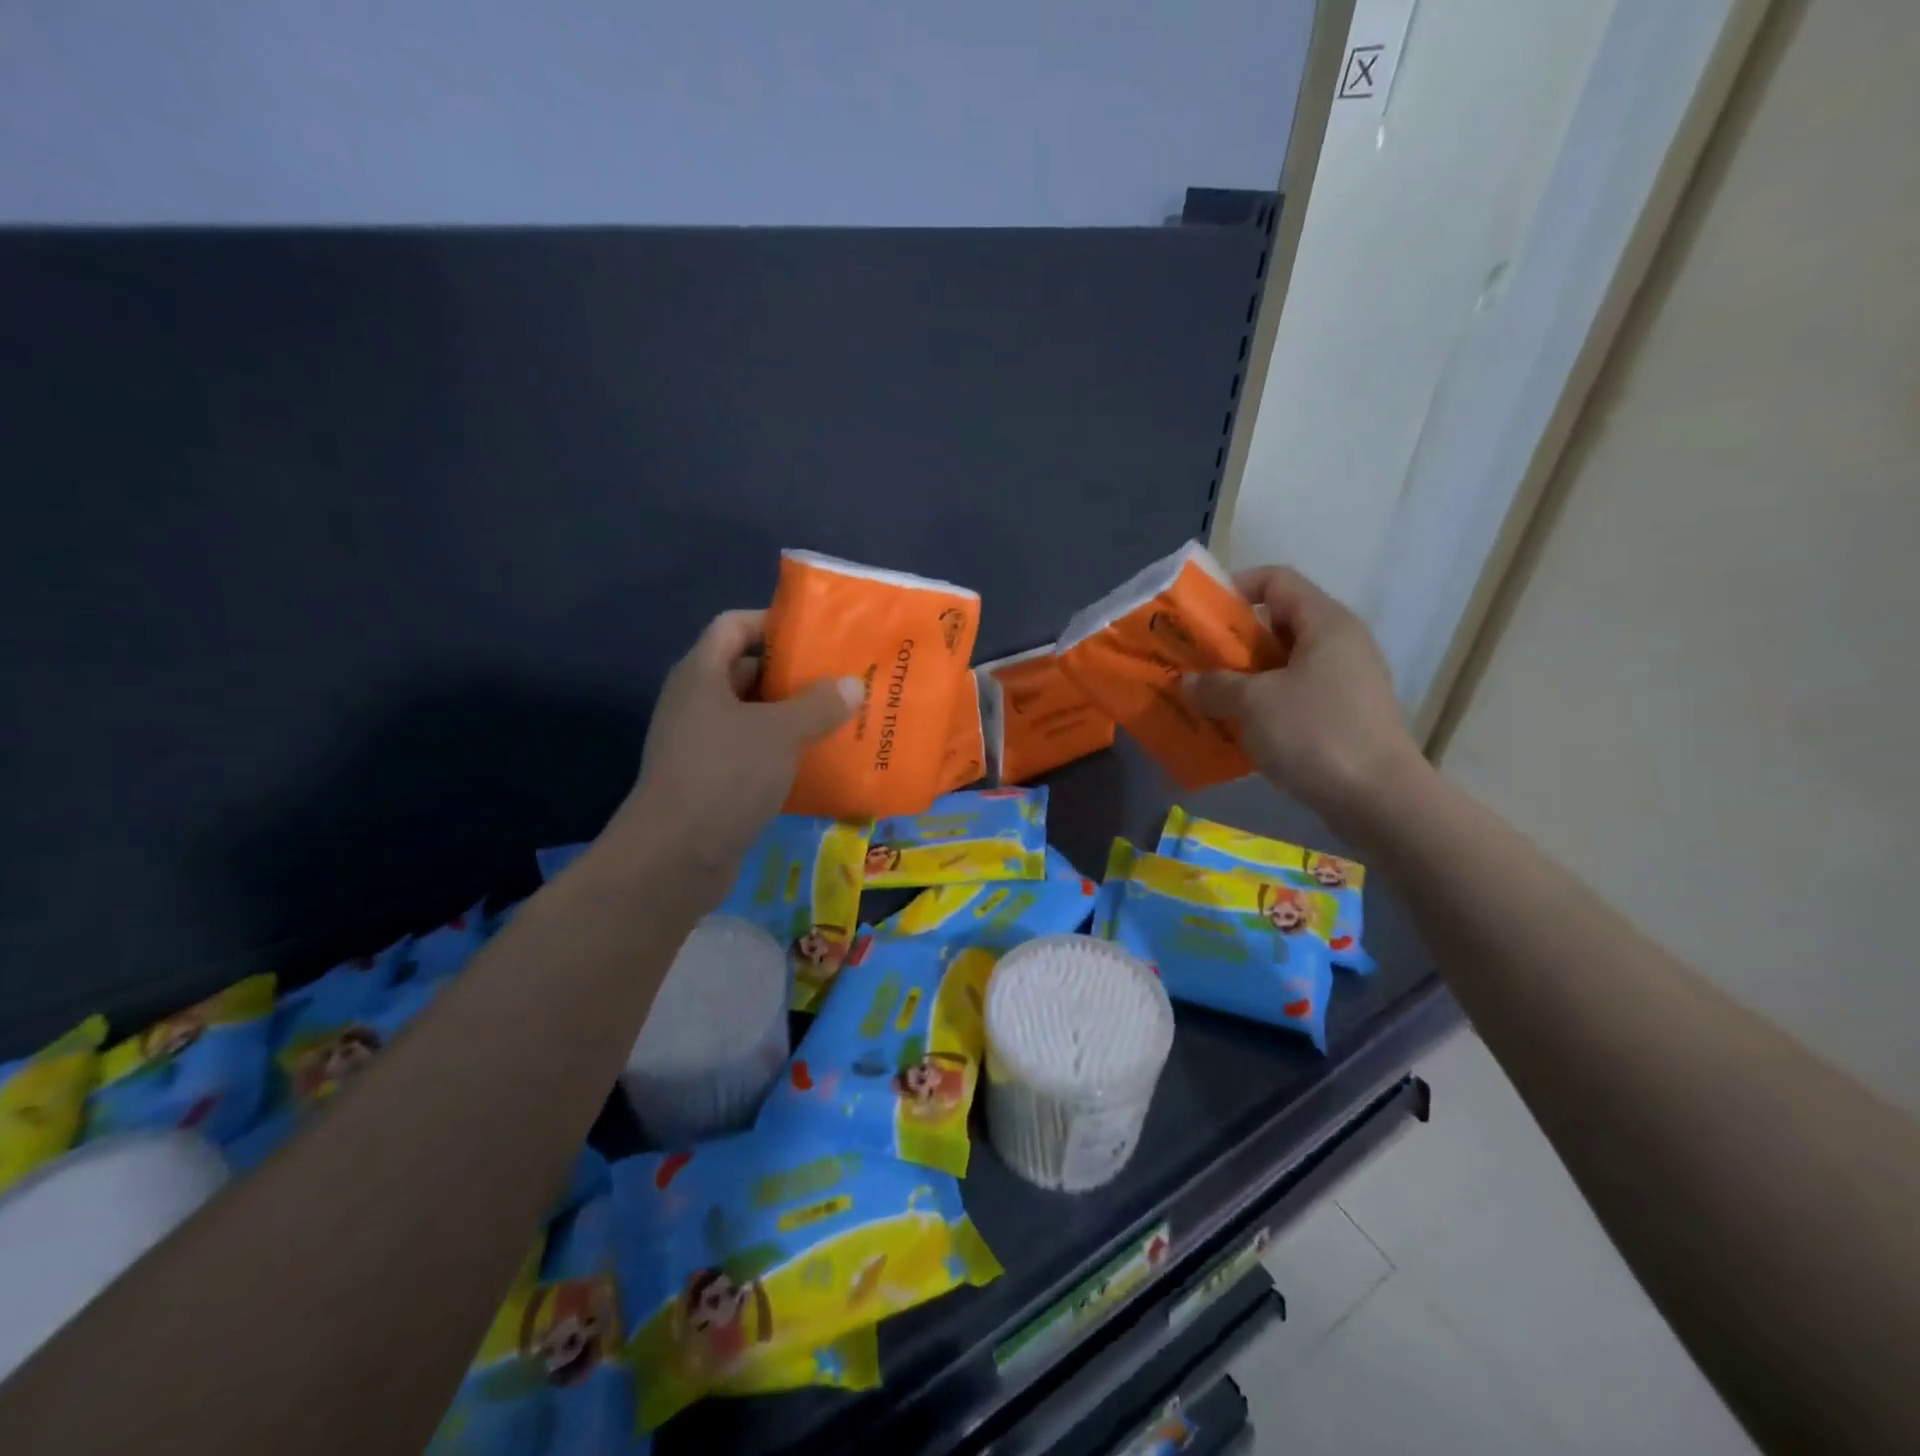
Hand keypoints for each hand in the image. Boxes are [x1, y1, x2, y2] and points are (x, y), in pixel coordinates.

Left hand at [608, 609, 860, 885]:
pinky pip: (754, 755)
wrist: (675, 857)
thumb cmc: (725, 775)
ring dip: (793, 718)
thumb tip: (852, 685)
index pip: (733, 626)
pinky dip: (784, 755)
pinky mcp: (713, 782)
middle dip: (794, 675)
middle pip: (748, 672)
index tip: (817, 633)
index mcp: (701, 675)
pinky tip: (820, 763)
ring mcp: (702, 745)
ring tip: (842, 719)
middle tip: (842, 679)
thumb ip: (819, 705)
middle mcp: (697, 703)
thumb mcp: (779, 732)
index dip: (771, 622)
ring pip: (754, 718)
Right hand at [1185, 566, 1425, 835]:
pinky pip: (1295, 696)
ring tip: (1209, 698)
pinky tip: (1237, 729)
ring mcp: (1346, 682)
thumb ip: (1215, 686)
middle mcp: (1341, 644)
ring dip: (1245, 678)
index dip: (1236, 588)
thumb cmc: (1315, 734)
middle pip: (1279, 623)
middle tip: (1197, 662)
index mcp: (1325, 623)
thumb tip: (1190, 682)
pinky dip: (1265, 705)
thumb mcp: (1253, 704)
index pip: (1277, 580)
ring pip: (1285, 664)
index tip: (1201, 616)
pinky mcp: (1345, 716)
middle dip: (1233, 641)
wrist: (1378, 800)